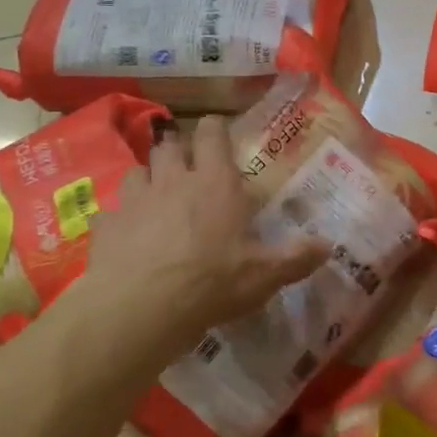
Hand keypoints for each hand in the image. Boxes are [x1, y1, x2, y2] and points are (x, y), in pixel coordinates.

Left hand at [77, 117, 330, 367]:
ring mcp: (135, 200)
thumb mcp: (264, 275)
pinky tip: (128, 235)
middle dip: (178, 150)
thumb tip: (329, 246)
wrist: (141, 308)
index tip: (219, 132)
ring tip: (157, 197)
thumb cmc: (212, 282)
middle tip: (188, 167)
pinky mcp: (106, 225)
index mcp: (215, 183)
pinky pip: (113, 211)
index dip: (215, 128)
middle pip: (170, 146)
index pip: (212, 133)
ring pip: (137, 171)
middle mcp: (174, 180)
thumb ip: (296, 257)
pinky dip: (122, 217)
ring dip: (148, 178)